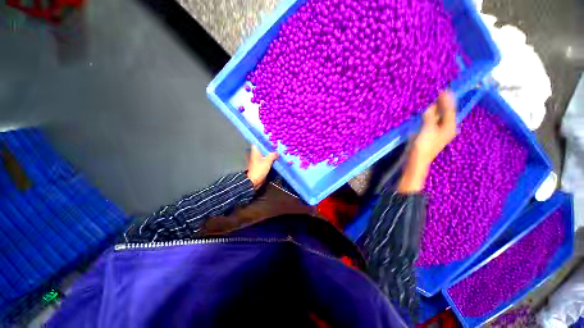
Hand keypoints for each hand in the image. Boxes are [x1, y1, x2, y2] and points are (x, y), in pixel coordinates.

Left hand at [247, 145, 277, 187]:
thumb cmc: (259, 169)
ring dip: (270, 154)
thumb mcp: (267, 161)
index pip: (257, 143)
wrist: (254, 181)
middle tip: (276, 145)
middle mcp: (256, 155)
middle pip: (262, 149)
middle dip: (268, 148)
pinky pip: (266, 160)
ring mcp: (258, 160)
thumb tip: (277, 152)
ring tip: (277, 151)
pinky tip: (275, 159)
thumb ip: (272, 155)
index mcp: (255, 152)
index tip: (269, 139)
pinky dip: (270, 159)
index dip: (262, 141)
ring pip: (265, 155)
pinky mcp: (260, 166)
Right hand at [398, 91, 456, 192]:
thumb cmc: (424, 146)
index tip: (444, 90)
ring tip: (434, 101)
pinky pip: (435, 122)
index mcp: (449, 127)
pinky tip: (429, 114)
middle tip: (439, 94)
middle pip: (447, 113)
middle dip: (444, 104)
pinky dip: (432, 116)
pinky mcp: (432, 135)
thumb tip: (432, 107)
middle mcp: (447, 129)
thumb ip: (431, 117)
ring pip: (441, 118)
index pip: (450, 110)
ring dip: (438, 109)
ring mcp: (440, 133)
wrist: (417, 161)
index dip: (447, 100)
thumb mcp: (427, 130)